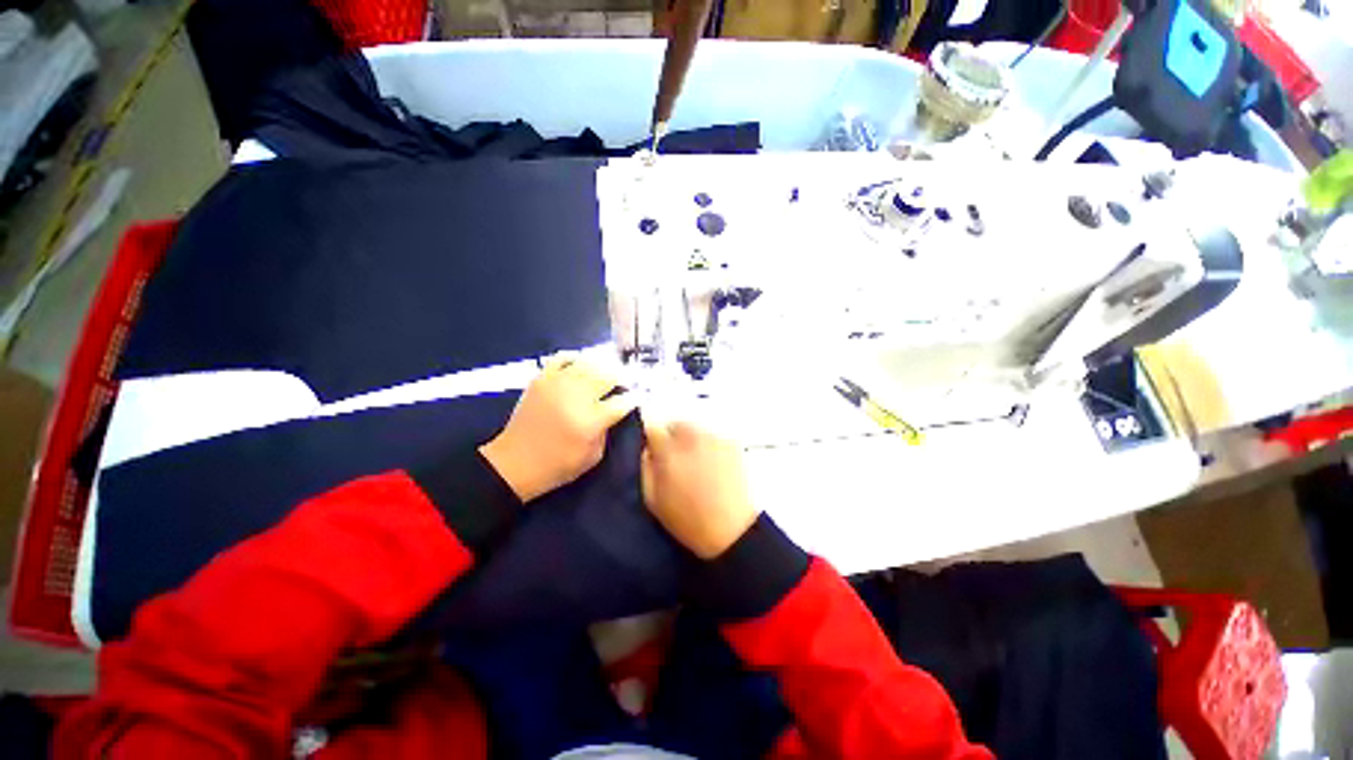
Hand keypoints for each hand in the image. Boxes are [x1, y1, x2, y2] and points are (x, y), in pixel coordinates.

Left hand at [481, 356, 636, 501]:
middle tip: (626, 382)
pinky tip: (581, 365)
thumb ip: (607, 430)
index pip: (622, 401)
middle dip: (622, 377)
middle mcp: (577, 396)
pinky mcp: (542, 379)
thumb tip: (614, 410)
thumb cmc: (558, 465)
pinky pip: (562, 358)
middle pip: (608, 375)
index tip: (639, 396)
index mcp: (591, 420)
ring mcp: (557, 384)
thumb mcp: (593, 457)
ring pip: (589, 363)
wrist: (515, 463)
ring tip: (608, 371)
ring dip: (603, 366)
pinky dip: (575, 358)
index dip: (634, 397)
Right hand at [641, 420, 759, 558]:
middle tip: (675, 460)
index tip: (653, 450)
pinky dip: (709, 445)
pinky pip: (713, 436)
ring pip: (695, 429)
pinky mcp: (732, 443)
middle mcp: (692, 437)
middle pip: (675, 424)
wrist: (732, 531)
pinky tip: (713, 466)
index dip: (650, 438)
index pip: (652, 426)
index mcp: (669, 452)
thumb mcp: (653, 500)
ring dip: (690, 440)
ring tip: (696, 464)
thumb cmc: (688, 520)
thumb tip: (647, 448)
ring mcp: (714, 438)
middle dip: (671, 437)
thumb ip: (645, 467)